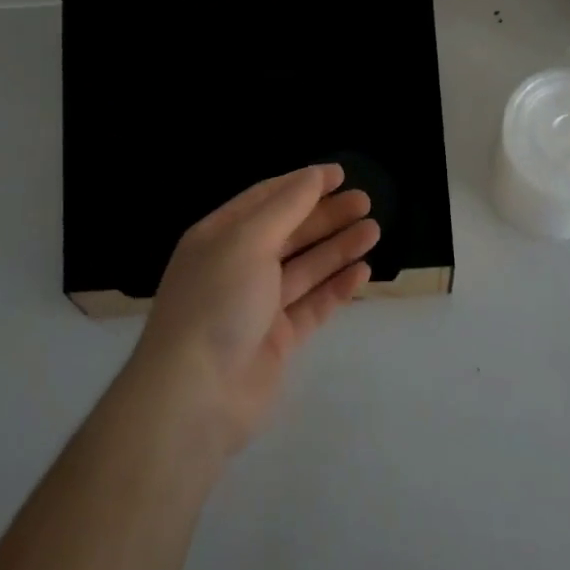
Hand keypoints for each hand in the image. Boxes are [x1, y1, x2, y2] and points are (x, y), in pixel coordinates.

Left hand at [129, 165, 377, 455]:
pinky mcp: (277, 340)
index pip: (266, 198)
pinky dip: (336, 287)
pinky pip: (312, 305)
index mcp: (220, 236)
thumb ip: (286, 206)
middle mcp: (237, 266)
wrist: (196, 396)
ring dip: (338, 247)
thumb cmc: (217, 300)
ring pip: (305, 267)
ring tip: (373, 230)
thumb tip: (314, 175)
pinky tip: (362, 272)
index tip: (340, 174)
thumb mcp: (248, 240)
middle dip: (326, 215)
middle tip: (365, 202)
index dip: (303, 183)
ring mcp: (258, 305)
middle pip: (289, 231)